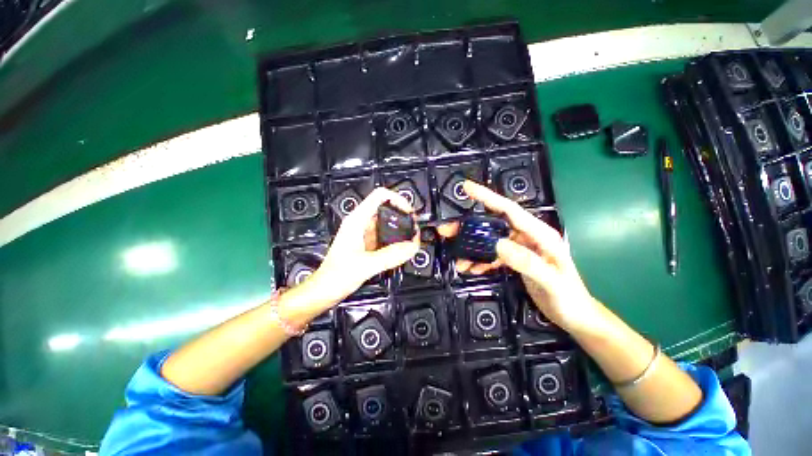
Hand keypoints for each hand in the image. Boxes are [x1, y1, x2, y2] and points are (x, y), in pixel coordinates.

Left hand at [309, 187, 418, 304]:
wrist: (325, 290)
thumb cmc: (335, 275)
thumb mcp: (365, 265)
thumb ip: (391, 255)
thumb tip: (412, 246)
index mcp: (357, 220)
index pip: (380, 196)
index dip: (398, 199)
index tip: (409, 213)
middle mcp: (361, 223)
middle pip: (386, 208)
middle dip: (403, 216)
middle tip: (414, 228)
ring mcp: (364, 233)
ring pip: (387, 223)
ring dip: (400, 229)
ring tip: (411, 238)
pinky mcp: (368, 244)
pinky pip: (386, 236)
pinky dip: (396, 239)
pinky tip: (402, 248)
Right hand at [438, 181, 600, 334]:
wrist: (575, 316)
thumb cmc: (569, 298)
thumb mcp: (551, 281)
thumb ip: (527, 262)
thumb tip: (498, 244)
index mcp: (540, 234)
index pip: (509, 210)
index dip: (488, 197)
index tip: (466, 188)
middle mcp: (527, 236)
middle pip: (493, 224)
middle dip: (469, 227)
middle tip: (447, 230)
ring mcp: (520, 248)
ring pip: (489, 241)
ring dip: (472, 248)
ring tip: (457, 258)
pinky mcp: (515, 259)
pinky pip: (492, 255)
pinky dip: (480, 260)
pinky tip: (471, 268)